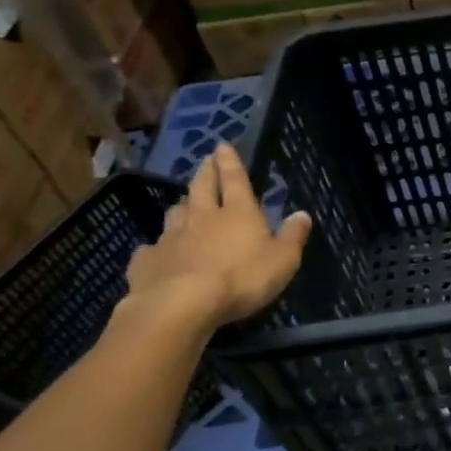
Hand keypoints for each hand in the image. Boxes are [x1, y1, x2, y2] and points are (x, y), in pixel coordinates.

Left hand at [123, 144, 311, 328]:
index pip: (235, 179)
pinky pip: (151, 249)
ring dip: (182, 206)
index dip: (230, 162)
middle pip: (201, 188)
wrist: (180, 305)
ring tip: (184, 204)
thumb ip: (292, 236)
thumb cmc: (241, 279)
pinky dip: (156, 247)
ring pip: (175, 213)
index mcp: (238, 213)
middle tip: (204, 161)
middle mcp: (202, 217)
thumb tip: (303, 214)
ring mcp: (171, 237)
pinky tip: (156, 252)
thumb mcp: (282, 260)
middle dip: (205, 173)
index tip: (222, 145)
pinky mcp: (147, 261)